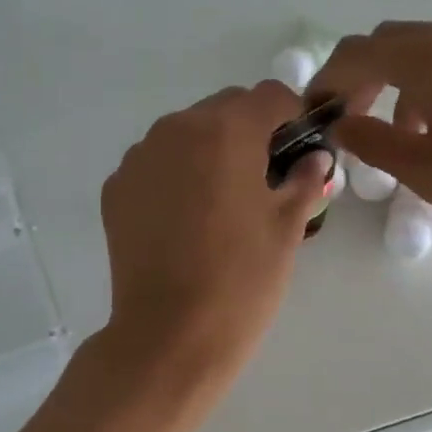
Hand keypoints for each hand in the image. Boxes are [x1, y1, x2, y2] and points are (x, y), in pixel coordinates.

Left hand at [97, 81, 330, 411]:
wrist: (169, 336)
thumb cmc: (241, 280)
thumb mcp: (286, 229)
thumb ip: (305, 181)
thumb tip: (315, 159)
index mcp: (225, 131)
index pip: (270, 95)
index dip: (292, 116)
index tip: (300, 148)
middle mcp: (176, 129)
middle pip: (224, 108)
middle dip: (250, 131)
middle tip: (264, 178)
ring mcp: (139, 157)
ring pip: (186, 133)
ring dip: (210, 150)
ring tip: (222, 201)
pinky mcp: (116, 187)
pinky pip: (156, 163)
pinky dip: (175, 174)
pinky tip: (185, 219)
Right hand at [311, 18, 431, 281]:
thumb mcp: (426, 174)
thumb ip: (372, 141)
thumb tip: (340, 124)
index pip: (362, 52)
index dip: (329, 78)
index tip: (316, 110)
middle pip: (399, 40)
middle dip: (368, 75)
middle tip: (357, 118)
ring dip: (411, 78)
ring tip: (414, 129)